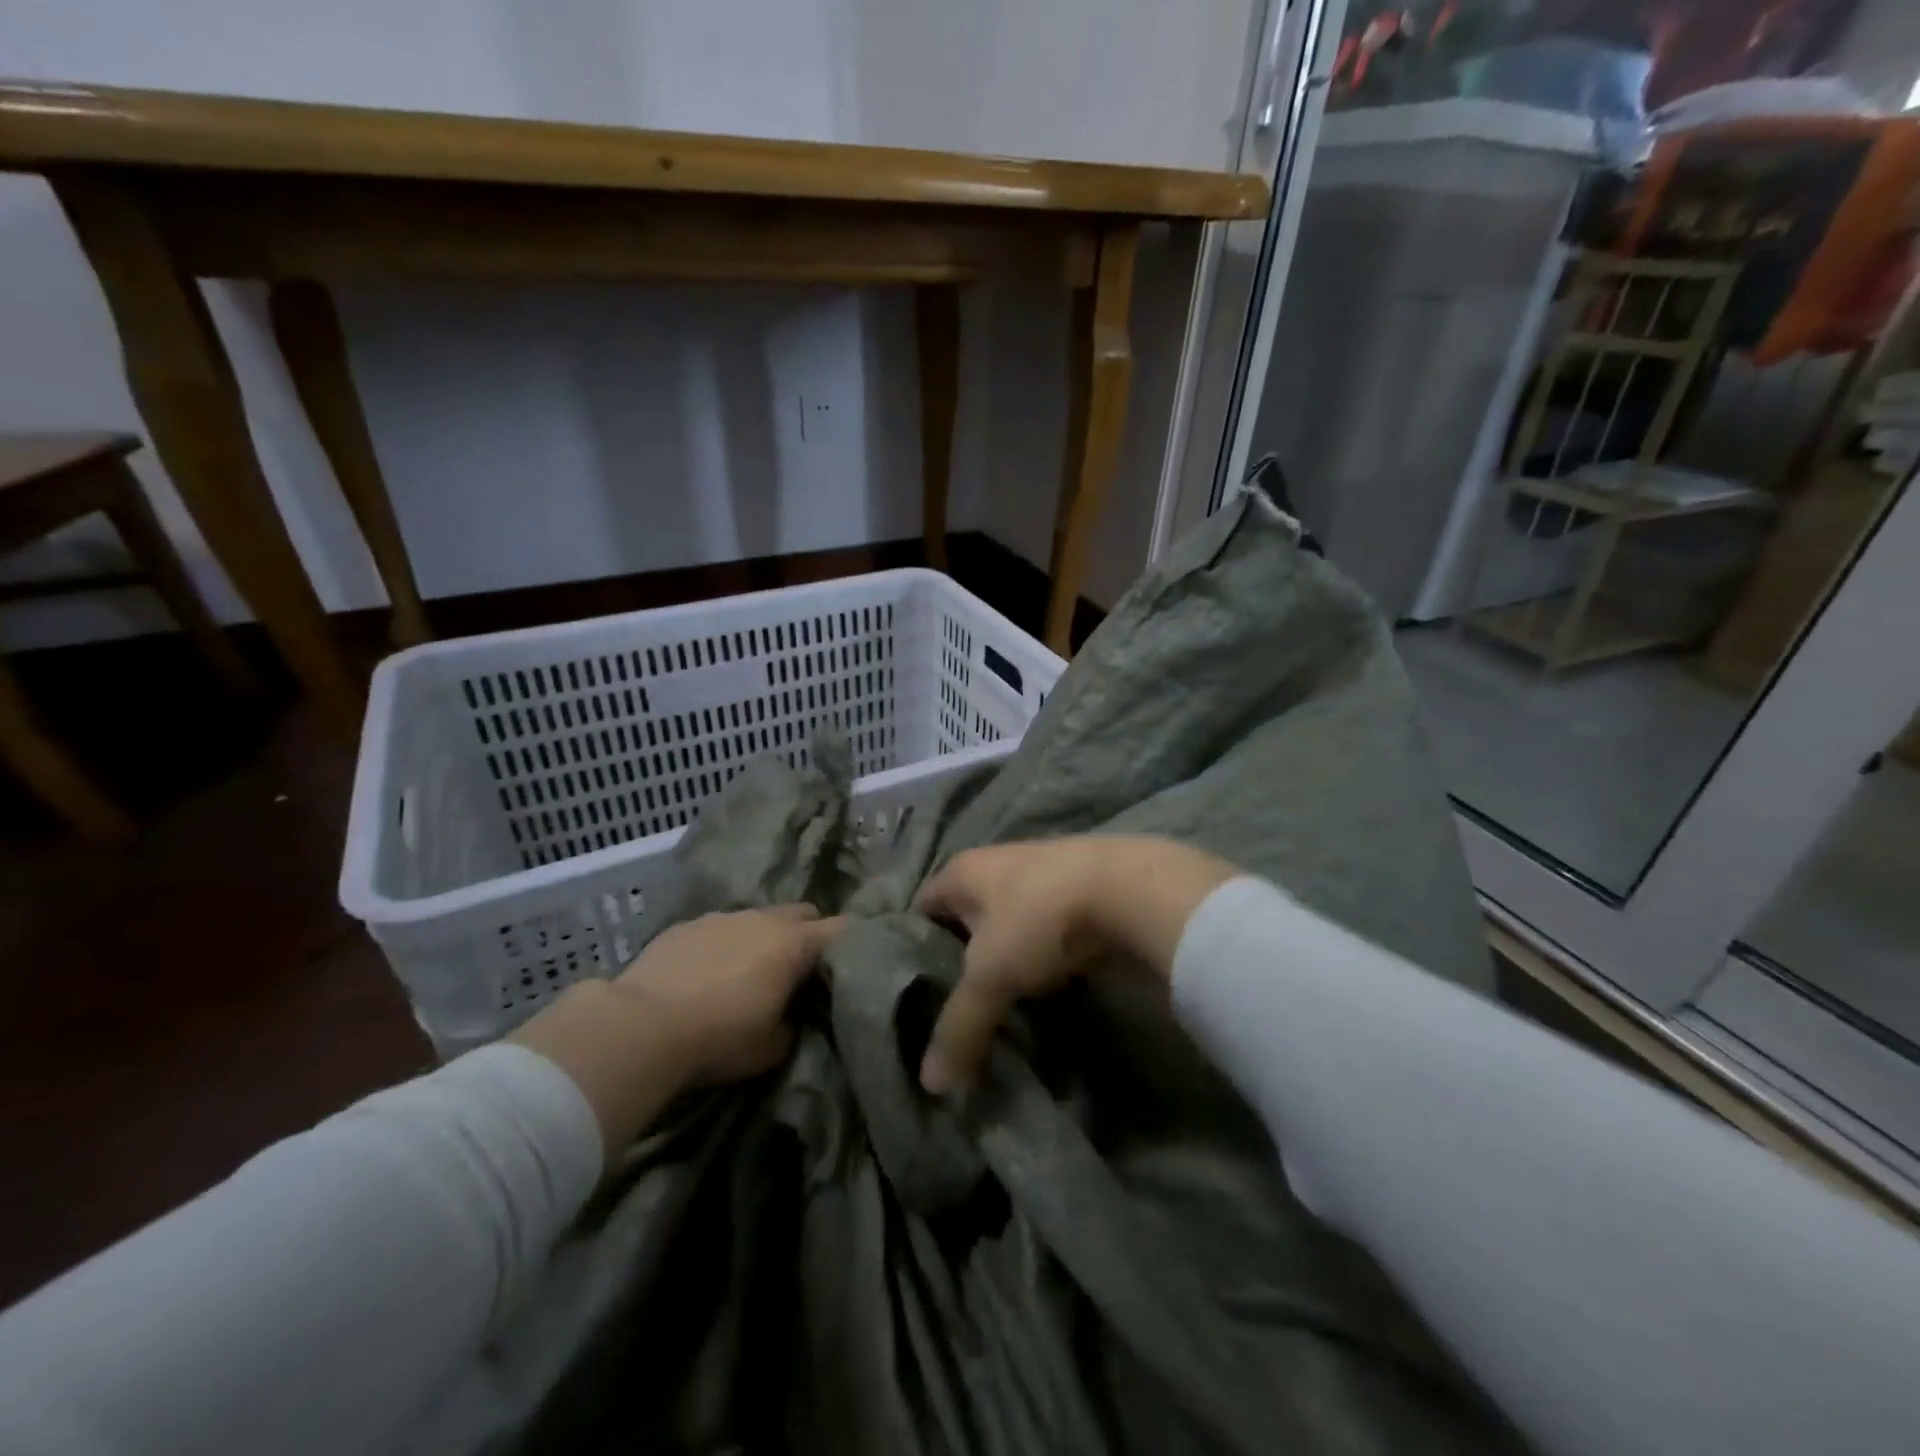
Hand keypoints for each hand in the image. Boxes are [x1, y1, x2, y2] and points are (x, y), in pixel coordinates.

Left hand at [612, 905, 842, 1083]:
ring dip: (764, 938)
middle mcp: (763, 918)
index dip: (852, 943)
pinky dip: (726, 943)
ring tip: (750, 971)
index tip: (853, 962)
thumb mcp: (772, 1047)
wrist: (641, 1026)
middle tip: (801, 968)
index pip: (842, 929)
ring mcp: (722, 916)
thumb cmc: (719, 1038)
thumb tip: (793, 1016)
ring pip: (759, 917)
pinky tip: (708, 973)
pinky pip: (720, 927)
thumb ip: (793, 1024)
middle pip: (803, 913)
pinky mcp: (686, 924)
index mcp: (794, 944)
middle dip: (809, 934)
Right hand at [913, 837, 1236, 1094]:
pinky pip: (1045, 940)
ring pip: (1008, 932)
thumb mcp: (990, 975)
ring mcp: (1042, 882)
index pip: (921, 908)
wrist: (1132, 891)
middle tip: (950, 1013)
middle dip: (959, 962)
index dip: (910, 947)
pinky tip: (1040, 1000)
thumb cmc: (1040, 918)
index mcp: (964, 871)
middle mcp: (998, 868)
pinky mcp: (1079, 902)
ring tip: (994, 1013)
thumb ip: (959, 1027)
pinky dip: (1040, 967)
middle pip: (965, 921)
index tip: (908, 993)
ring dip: (1004, 966)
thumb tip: (930, 1085)